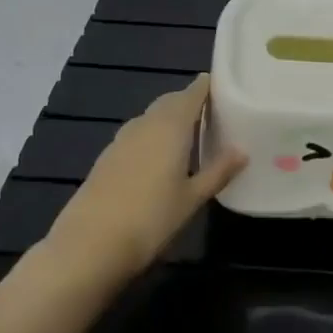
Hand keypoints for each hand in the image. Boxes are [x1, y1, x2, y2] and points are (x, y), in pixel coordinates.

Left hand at [43, 74, 244, 282]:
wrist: (89, 245)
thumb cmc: (151, 219)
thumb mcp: (192, 198)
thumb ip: (218, 171)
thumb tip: (242, 151)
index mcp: (171, 125)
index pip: (192, 93)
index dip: (207, 86)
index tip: (224, 87)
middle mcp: (146, 123)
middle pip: (171, 101)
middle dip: (190, 102)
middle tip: (213, 113)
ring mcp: (123, 138)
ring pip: (152, 116)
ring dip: (170, 118)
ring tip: (190, 134)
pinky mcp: (108, 156)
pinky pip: (138, 133)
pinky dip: (153, 134)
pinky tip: (160, 157)